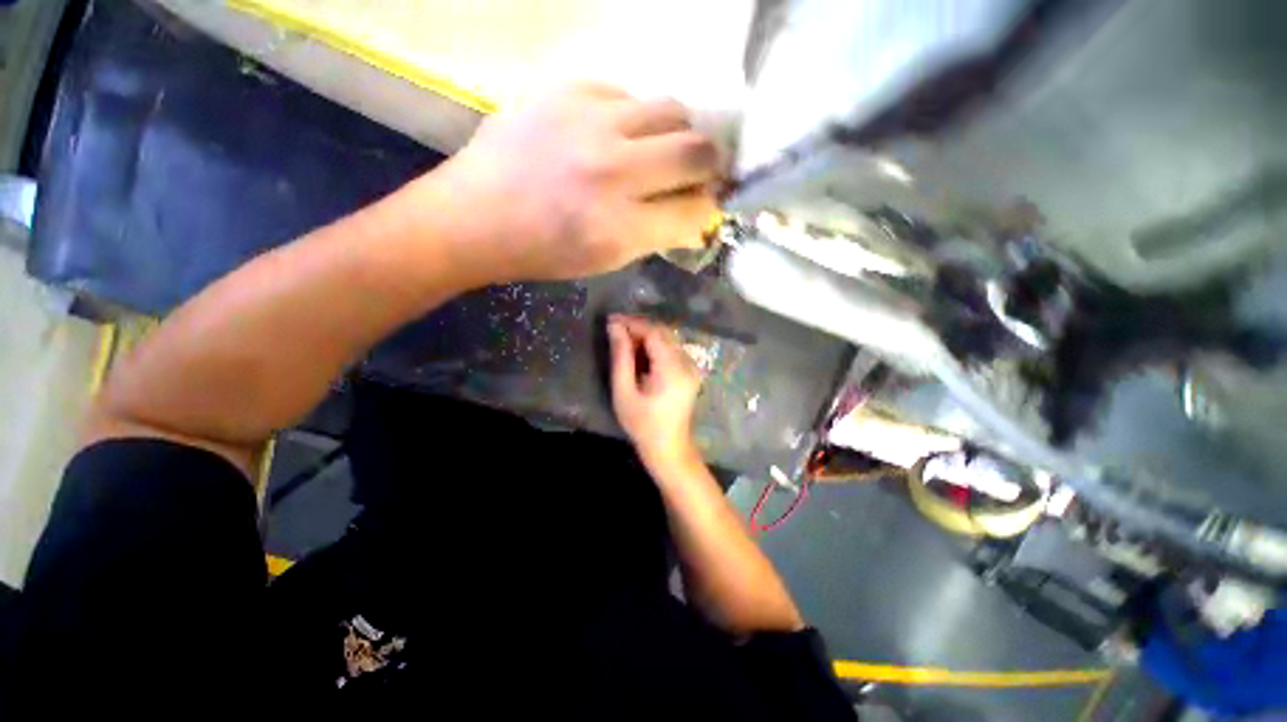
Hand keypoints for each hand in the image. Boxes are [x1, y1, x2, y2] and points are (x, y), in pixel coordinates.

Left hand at [428, 83, 720, 283]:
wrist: (478, 216)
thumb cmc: (545, 251)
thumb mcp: (608, 259)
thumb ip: (657, 235)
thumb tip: (697, 214)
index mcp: (620, 227)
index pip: (696, 208)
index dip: (709, 206)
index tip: (705, 204)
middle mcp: (612, 170)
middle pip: (696, 149)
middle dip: (708, 164)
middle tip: (695, 172)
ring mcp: (589, 121)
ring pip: (671, 109)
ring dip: (676, 134)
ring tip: (655, 150)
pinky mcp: (567, 89)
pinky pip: (629, 94)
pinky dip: (634, 118)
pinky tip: (615, 135)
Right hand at [608, 315, 703, 471]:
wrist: (669, 448)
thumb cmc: (642, 425)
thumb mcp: (624, 393)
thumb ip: (621, 358)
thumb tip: (615, 328)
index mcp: (673, 369)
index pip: (654, 332)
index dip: (632, 323)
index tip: (611, 321)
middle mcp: (687, 363)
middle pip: (663, 332)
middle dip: (638, 327)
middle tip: (615, 331)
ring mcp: (692, 366)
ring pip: (668, 339)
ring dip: (646, 336)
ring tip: (624, 342)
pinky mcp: (691, 371)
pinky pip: (672, 349)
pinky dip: (655, 346)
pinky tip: (640, 353)